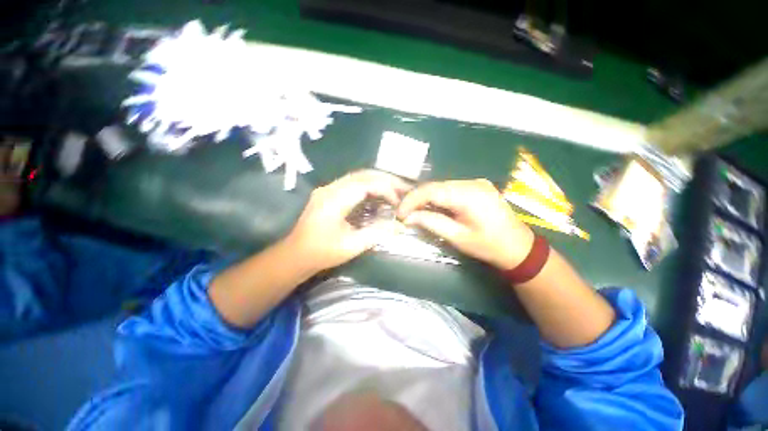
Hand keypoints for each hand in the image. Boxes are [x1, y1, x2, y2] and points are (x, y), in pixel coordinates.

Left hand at [285, 170, 410, 273]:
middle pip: (362, 174)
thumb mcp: (352, 246)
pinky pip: (353, 182)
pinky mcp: (328, 192)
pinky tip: (378, 193)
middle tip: (403, 188)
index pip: (365, 184)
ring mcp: (327, 188)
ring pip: (358, 176)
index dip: (386, 189)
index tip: (398, 202)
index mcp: (333, 200)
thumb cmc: (322, 253)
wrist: (296, 254)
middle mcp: (330, 188)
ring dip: (378, 180)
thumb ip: (377, 234)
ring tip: (395, 189)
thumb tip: (400, 226)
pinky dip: (369, 185)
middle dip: (386, 179)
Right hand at [398, 179, 533, 269]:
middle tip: (404, 213)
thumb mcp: (457, 237)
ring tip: (414, 211)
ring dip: (426, 198)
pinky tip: (431, 207)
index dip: (411, 200)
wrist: (518, 246)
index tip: (399, 213)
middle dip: (417, 199)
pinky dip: (438, 197)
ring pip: (442, 186)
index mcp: (469, 195)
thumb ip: (431, 223)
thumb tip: (408, 217)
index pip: (432, 190)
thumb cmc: (488, 246)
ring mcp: (476, 182)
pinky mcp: (477, 186)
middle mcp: (472, 183)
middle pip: (435, 186)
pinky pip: (451, 189)